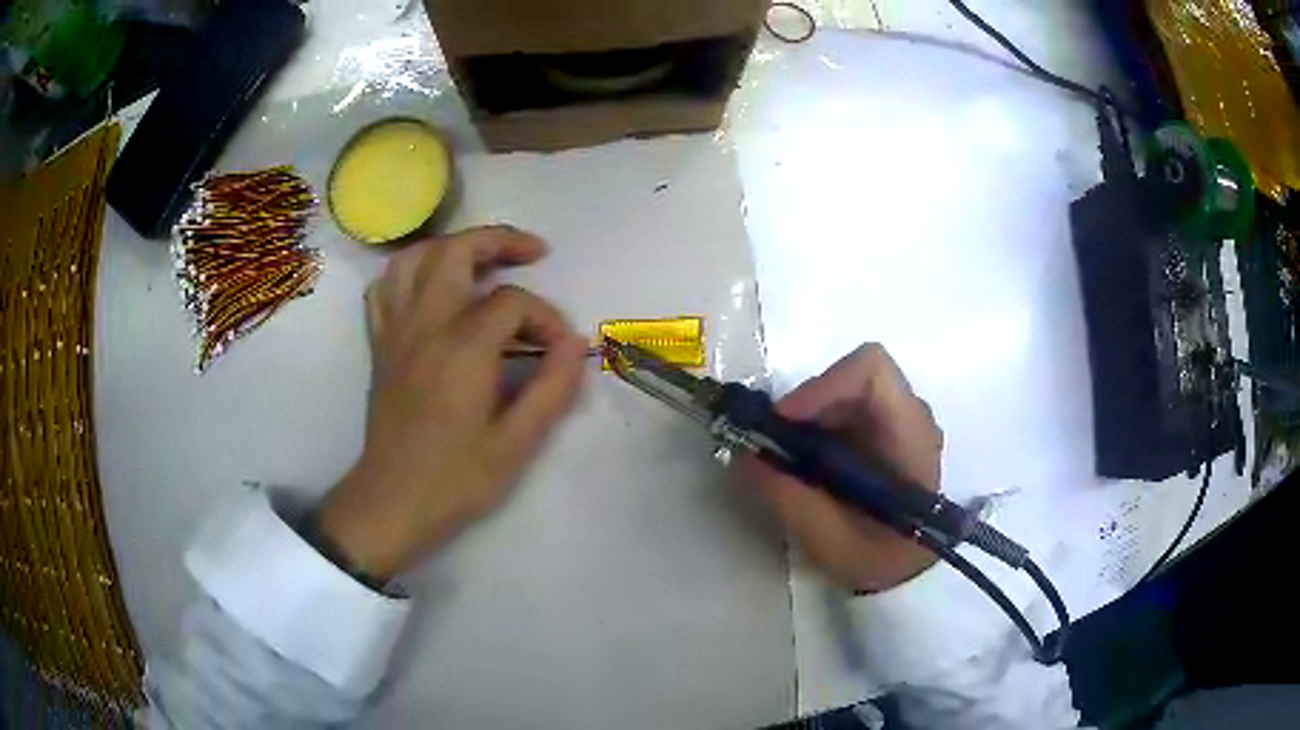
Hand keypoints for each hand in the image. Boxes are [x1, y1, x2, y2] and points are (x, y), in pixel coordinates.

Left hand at [315, 226, 589, 579]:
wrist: (392, 503)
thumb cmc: (456, 480)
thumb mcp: (517, 444)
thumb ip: (552, 388)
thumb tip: (575, 344)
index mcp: (462, 349)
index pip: (512, 303)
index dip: (546, 318)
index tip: (561, 349)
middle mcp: (424, 326)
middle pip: (455, 251)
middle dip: (499, 241)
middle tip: (533, 253)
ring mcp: (395, 332)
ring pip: (413, 258)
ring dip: (450, 246)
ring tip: (481, 258)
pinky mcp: (379, 345)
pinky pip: (385, 288)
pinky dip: (409, 273)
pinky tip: (430, 287)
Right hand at [739, 344, 943, 592]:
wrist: (908, 573)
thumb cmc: (878, 560)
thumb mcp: (827, 539)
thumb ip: (785, 495)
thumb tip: (742, 455)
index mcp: (910, 433)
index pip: (871, 371)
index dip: (821, 385)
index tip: (783, 422)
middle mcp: (910, 414)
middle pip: (851, 377)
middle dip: (806, 404)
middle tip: (774, 443)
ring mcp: (899, 421)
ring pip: (844, 390)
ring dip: (809, 417)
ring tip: (788, 459)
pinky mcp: (885, 432)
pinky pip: (845, 409)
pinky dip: (817, 427)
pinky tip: (808, 464)